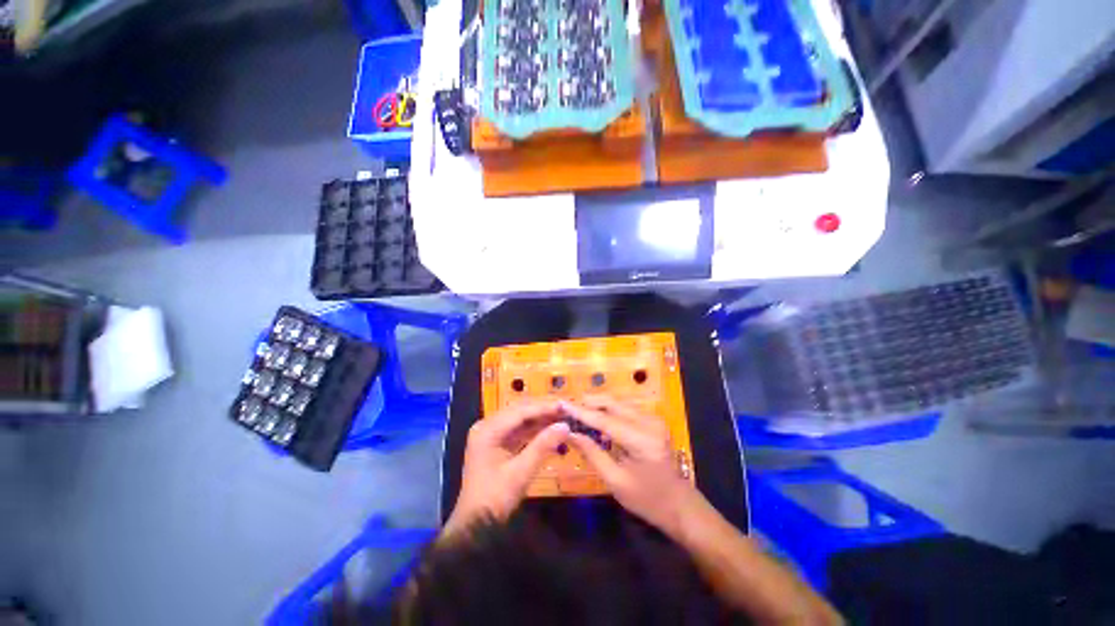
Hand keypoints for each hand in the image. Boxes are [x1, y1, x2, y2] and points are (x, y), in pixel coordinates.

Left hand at [444, 400, 569, 536]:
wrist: (476, 526)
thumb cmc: (495, 498)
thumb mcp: (521, 472)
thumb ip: (543, 445)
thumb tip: (565, 425)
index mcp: (487, 430)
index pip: (520, 412)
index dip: (543, 408)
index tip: (564, 405)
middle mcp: (487, 426)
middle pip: (519, 413)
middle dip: (543, 412)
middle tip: (566, 410)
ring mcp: (491, 435)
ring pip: (520, 422)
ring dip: (540, 421)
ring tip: (562, 418)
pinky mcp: (496, 445)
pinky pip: (518, 432)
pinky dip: (534, 432)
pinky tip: (550, 431)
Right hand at [561, 395, 703, 539]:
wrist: (679, 505)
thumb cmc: (647, 500)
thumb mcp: (616, 481)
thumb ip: (592, 453)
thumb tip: (570, 434)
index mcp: (642, 440)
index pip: (605, 420)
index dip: (581, 412)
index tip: (562, 404)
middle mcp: (650, 422)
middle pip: (613, 404)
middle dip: (588, 403)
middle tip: (567, 407)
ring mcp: (653, 419)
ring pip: (618, 403)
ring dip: (597, 405)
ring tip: (576, 411)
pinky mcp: (652, 420)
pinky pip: (625, 409)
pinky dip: (608, 411)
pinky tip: (595, 417)